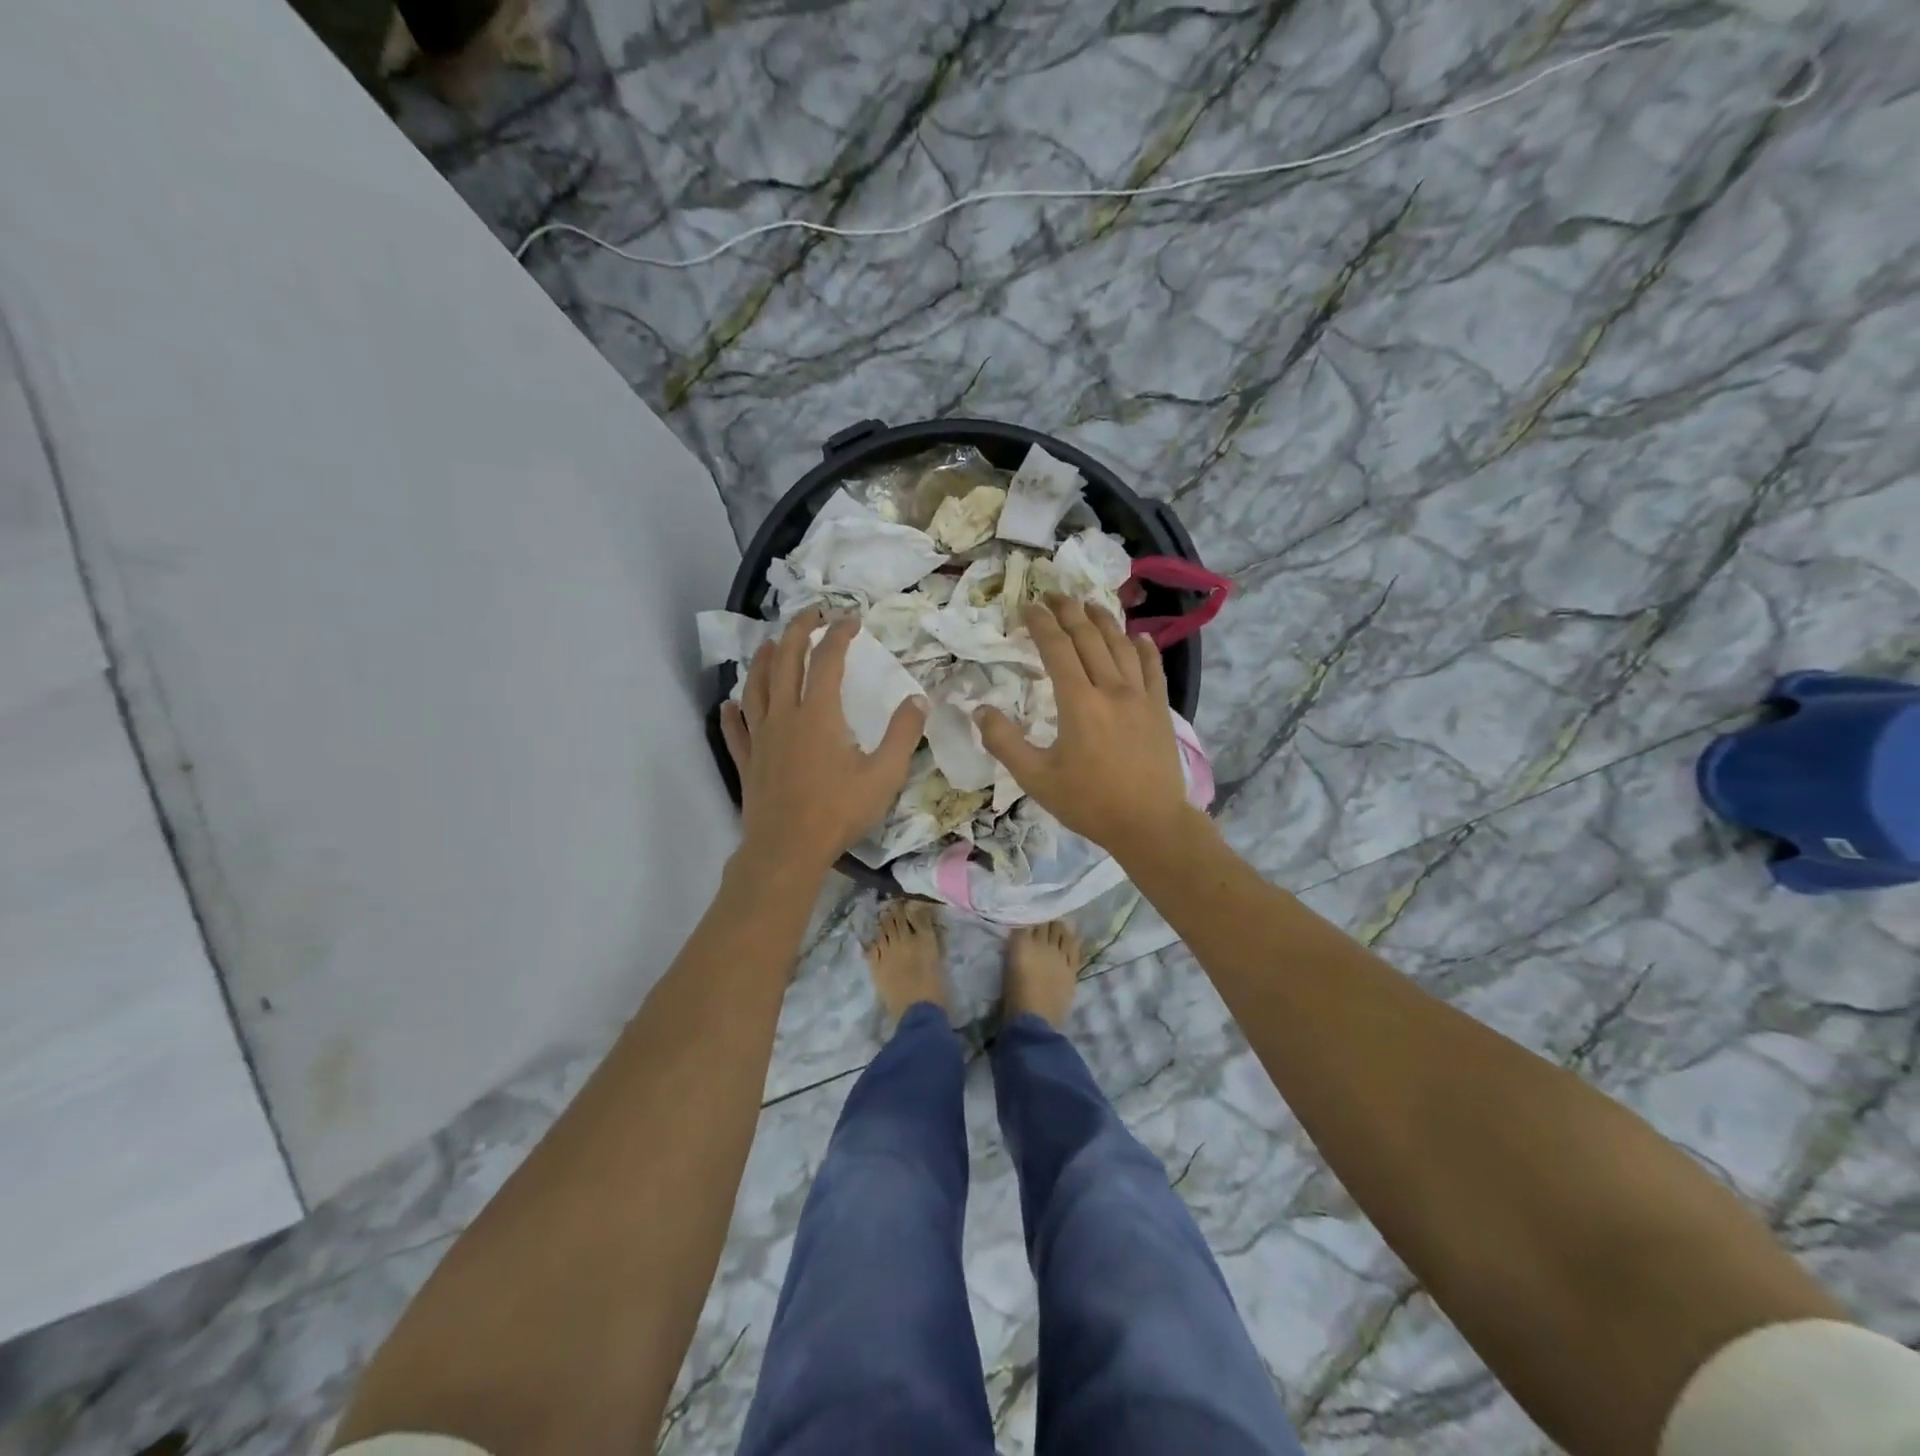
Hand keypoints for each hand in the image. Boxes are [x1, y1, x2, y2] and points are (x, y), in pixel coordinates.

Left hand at [720, 611, 926, 875]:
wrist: (787, 850)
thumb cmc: (839, 811)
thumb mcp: (884, 774)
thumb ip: (903, 734)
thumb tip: (918, 699)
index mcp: (819, 714)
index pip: (828, 660)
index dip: (840, 634)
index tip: (852, 619)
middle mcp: (785, 715)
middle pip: (786, 661)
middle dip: (797, 631)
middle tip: (811, 613)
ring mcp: (761, 737)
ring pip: (756, 687)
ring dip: (764, 660)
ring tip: (770, 644)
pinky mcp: (747, 761)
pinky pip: (735, 729)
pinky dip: (731, 712)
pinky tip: (729, 704)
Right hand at [975, 597, 1193, 852]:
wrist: (1149, 824)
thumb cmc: (1089, 803)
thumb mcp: (1036, 779)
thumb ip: (1004, 742)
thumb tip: (979, 710)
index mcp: (1078, 702)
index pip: (1057, 648)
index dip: (1041, 623)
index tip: (1028, 606)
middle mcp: (1111, 688)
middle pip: (1089, 637)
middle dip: (1069, 611)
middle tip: (1053, 595)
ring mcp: (1140, 696)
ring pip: (1121, 646)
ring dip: (1103, 620)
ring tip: (1088, 604)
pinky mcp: (1160, 709)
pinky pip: (1152, 668)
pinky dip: (1143, 648)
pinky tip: (1137, 636)